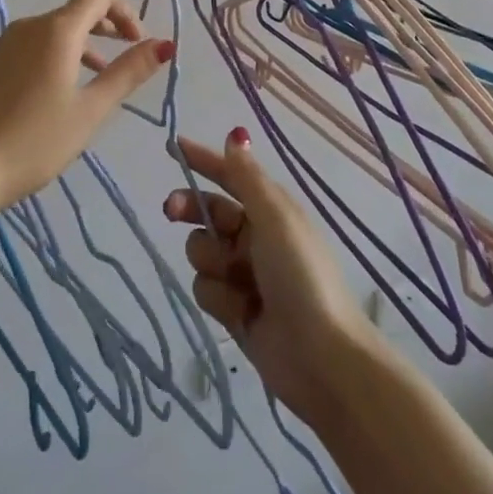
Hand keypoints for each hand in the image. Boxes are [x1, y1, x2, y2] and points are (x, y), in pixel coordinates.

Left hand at [0, 0, 174, 209]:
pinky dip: (44, 60)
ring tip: (86, 84)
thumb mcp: (91, 110)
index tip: (136, 43)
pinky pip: (21, 50)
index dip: (125, 11)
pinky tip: (42, 98)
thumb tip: (164, 44)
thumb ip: (128, 72)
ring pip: (47, 33)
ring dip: (74, 48)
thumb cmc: (36, 141)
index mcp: (57, 31)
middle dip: (103, 29)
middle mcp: (26, 26)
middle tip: (118, 62)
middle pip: (73, 12)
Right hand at [164, 129, 383, 423]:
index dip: (203, 160)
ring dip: (212, 263)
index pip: (230, 176)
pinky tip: (242, 312)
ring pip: (202, 253)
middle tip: (171, 211)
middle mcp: (256, 237)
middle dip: (190, 209)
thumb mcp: (276, 217)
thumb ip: (248, 178)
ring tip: (238, 284)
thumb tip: (236, 135)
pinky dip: (220, 298)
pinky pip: (206, 289)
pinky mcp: (235, 309)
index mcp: (271, 210)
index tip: (172, 148)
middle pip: (208, 212)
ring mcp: (244, 274)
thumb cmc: (301, 276)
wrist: (321, 358)